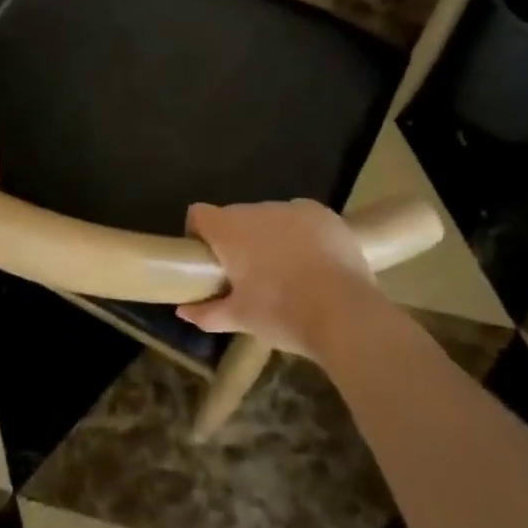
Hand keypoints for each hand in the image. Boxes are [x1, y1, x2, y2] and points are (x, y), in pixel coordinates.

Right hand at [178, 200, 392, 356]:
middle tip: (248, 274)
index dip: (198, 233)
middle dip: (237, 240)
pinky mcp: (324, 214)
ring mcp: (293, 208)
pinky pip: (301, 219)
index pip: (199, 214)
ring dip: (269, 236)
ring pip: (270, 217)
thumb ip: (206, 313)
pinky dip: (300, 234)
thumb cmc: (282, 313)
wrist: (345, 314)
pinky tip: (313, 261)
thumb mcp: (240, 319)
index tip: (209, 261)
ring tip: (285, 270)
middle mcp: (257, 209)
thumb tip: (183, 311)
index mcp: (229, 230)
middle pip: (235, 217)